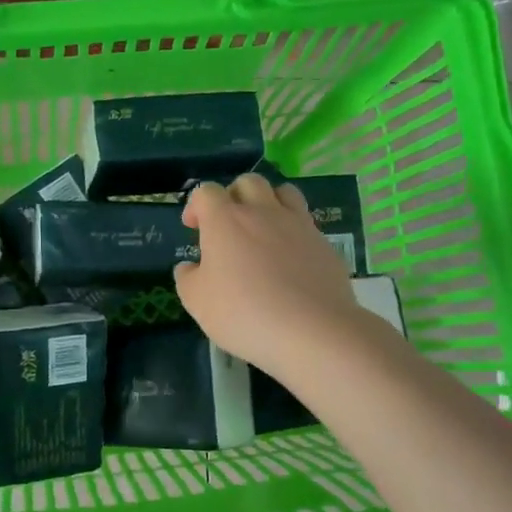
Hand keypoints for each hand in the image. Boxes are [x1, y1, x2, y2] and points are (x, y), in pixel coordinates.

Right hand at [175, 173, 360, 378]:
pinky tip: (289, 260)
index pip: (206, 192)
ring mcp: (297, 224)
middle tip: (229, 224)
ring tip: (263, 229)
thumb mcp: (197, 302)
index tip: (193, 227)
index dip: (196, 205)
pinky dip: (293, 231)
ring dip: (269, 202)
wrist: (311, 330)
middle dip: (234, 195)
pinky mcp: (324, 243)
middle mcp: (262, 212)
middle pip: (248, 182)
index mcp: (225, 221)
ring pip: (283, 192)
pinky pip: (305, 223)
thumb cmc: (244, 312)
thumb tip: (189, 267)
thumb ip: (187, 279)